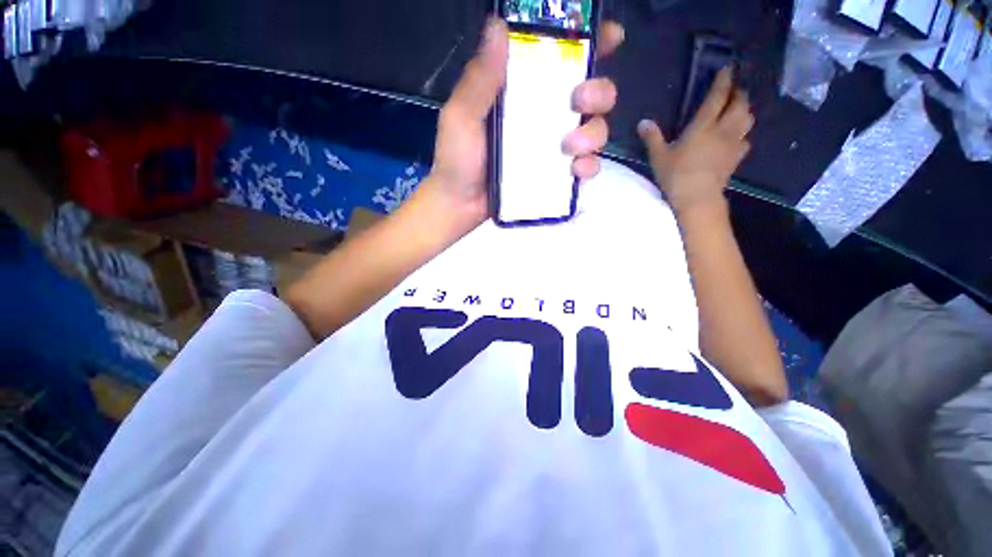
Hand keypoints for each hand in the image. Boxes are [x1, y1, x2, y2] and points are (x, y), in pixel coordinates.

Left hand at [423, 17, 624, 233]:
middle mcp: (544, 116)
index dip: (590, 44)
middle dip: (599, 91)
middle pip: (591, 94)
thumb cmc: (457, 159)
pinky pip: (586, 167)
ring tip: (570, 147)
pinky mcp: (556, 176)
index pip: (560, 59)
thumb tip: (499, 26)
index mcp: (523, 92)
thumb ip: (480, 79)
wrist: (461, 204)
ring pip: (595, 129)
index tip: (609, 38)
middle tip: (579, 101)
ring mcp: (552, 148)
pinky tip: (576, 171)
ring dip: (594, 132)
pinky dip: (589, 166)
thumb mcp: (462, 116)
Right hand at [637, 67, 753, 214]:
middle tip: (734, 90)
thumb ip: (652, 138)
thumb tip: (643, 122)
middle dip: (739, 93)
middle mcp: (723, 130)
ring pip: (747, 119)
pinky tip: (737, 137)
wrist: (697, 198)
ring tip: (738, 110)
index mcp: (704, 126)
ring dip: (744, 110)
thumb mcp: (659, 157)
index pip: (718, 97)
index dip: (724, 81)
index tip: (728, 68)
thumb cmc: (676, 175)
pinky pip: (745, 140)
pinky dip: (743, 133)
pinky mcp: (736, 158)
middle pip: (740, 104)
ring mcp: (733, 144)